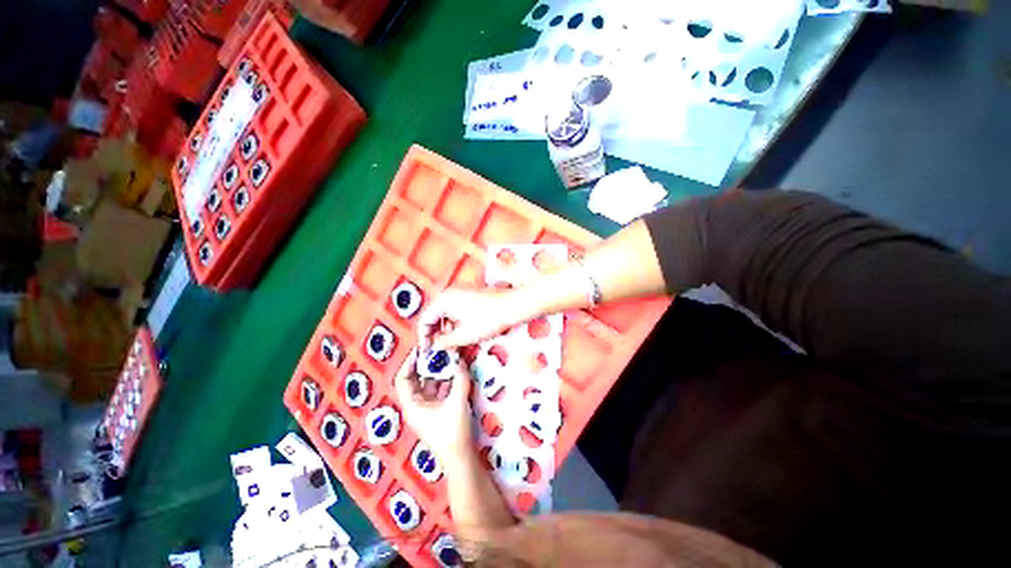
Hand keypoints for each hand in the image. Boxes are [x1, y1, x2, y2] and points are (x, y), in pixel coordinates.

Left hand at [394, 348, 473, 462]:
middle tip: (440, 350)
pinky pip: (440, 390)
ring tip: (451, 358)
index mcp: (412, 405)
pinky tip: (457, 372)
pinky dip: (447, 381)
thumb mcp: (457, 402)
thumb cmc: (453, 432)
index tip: (423, 348)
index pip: (403, 378)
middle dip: (428, 365)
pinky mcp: (439, 411)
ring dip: (440, 372)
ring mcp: (428, 408)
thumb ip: (460, 378)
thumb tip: (461, 360)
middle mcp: (417, 405)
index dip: (410, 362)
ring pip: (430, 384)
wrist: (461, 459)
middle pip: (417, 379)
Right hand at [417, 288, 537, 350]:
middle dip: (437, 334)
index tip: (428, 351)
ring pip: (447, 314)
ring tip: (454, 345)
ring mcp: (461, 293)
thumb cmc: (487, 320)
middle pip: (435, 316)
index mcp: (443, 300)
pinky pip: (457, 310)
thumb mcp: (464, 335)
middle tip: (441, 350)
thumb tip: (435, 346)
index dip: (424, 337)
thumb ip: (445, 342)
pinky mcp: (471, 296)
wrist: (512, 306)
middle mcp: (449, 293)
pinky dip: (457, 323)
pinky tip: (465, 334)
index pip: (424, 319)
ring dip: (447, 330)